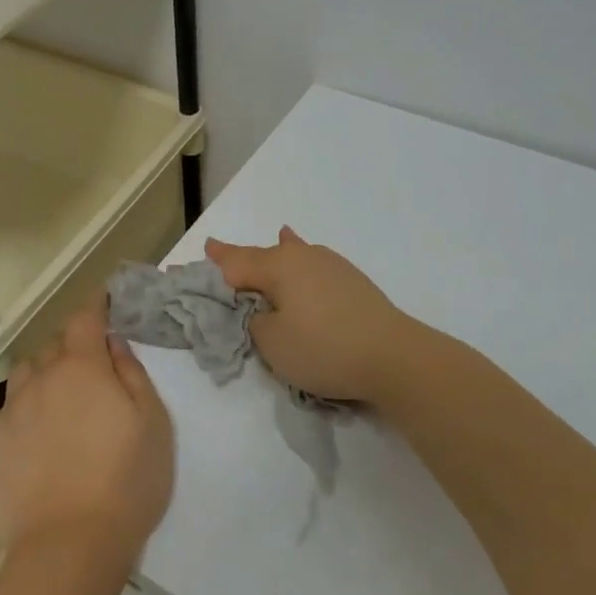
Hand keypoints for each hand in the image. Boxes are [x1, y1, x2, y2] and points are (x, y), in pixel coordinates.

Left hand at [0, 298, 174, 567]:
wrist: (68, 548)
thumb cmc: (126, 482)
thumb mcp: (153, 423)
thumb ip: (132, 373)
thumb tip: (113, 343)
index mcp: (83, 368)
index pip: (85, 318)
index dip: (95, 306)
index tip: (104, 302)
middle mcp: (41, 379)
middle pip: (53, 346)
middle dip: (72, 348)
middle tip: (91, 373)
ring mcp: (9, 411)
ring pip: (25, 376)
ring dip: (43, 378)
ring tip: (59, 407)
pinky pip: (4, 414)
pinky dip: (20, 415)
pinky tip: (33, 443)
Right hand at [205, 227, 416, 408]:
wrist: (393, 356)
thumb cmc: (323, 348)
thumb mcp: (272, 343)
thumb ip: (255, 321)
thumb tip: (261, 309)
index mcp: (278, 267)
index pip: (236, 263)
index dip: (216, 261)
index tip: (202, 250)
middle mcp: (302, 257)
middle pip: (262, 255)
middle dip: (240, 256)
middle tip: (218, 250)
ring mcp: (331, 266)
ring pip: (291, 255)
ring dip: (274, 254)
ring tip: (272, 238)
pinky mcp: (352, 281)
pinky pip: (313, 263)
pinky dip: (301, 259)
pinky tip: (305, 250)